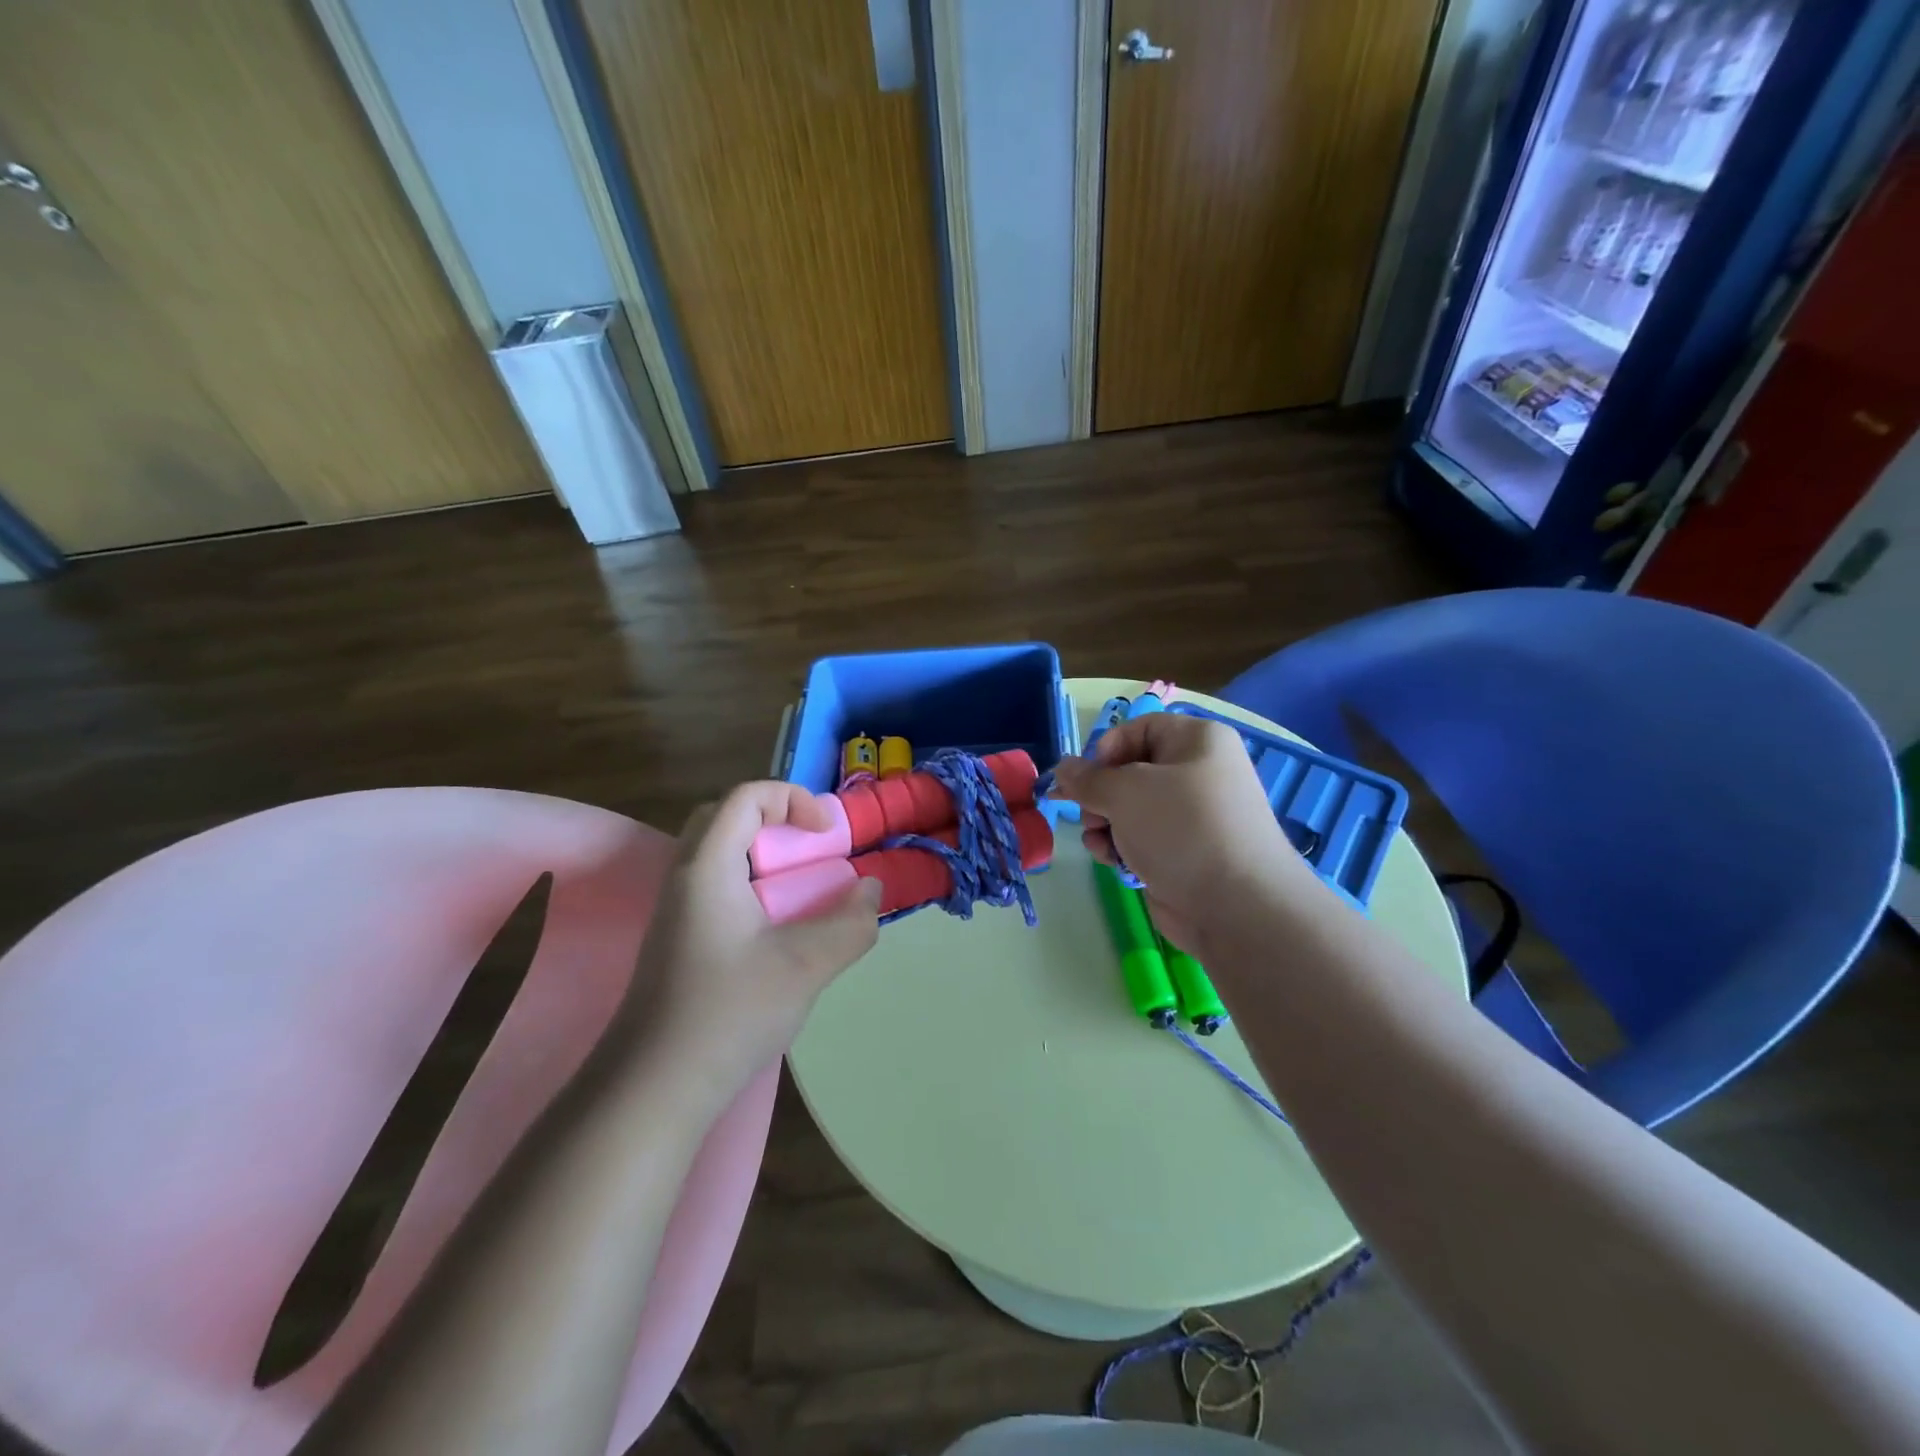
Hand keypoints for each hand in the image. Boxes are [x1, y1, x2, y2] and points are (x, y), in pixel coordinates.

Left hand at [629, 782, 880, 1103]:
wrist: (653, 1088)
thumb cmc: (728, 1014)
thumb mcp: (805, 967)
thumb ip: (850, 924)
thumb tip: (870, 890)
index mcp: (708, 867)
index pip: (747, 797)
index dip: (793, 800)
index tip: (828, 837)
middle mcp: (685, 877)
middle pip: (728, 818)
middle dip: (776, 822)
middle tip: (811, 852)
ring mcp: (678, 911)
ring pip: (721, 855)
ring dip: (765, 858)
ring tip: (803, 892)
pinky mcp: (679, 940)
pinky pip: (719, 888)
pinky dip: (754, 888)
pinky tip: (779, 932)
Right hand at [1052, 713, 1309, 953]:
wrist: (1236, 906)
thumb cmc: (1181, 830)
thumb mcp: (1125, 792)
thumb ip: (1087, 778)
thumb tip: (1063, 768)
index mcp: (1197, 740)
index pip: (1139, 728)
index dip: (1106, 749)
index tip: (1085, 778)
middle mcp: (1198, 771)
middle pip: (1130, 770)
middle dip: (1100, 795)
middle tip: (1089, 816)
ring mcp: (1193, 815)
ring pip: (1130, 807)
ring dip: (1104, 824)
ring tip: (1100, 845)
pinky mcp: (1185, 850)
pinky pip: (1142, 837)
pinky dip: (1122, 846)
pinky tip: (1113, 862)